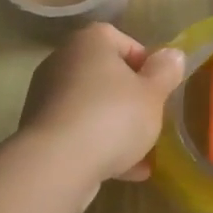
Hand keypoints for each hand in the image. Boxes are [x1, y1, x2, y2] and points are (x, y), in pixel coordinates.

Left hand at [18, 23, 185, 206]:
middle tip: (151, 119)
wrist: (57, 164)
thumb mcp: (152, 94)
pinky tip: (125, 172)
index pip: (123, 41)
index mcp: (90, 42)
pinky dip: (99, 145)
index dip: (146, 64)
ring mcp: (47, 96)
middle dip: (130, 98)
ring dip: (116, 126)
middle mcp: (63, 60)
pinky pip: (78, 131)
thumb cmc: (112, 117)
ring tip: (143, 154)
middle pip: (106, 75)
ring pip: (92, 106)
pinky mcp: (40, 130)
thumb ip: (165, 72)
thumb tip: (172, 55)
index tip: (159, 89)